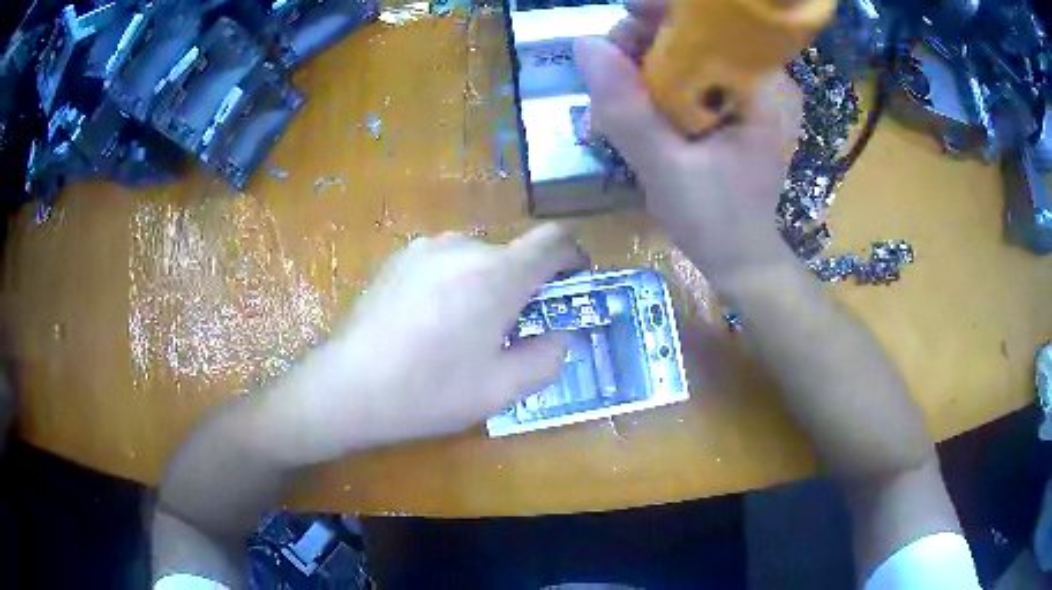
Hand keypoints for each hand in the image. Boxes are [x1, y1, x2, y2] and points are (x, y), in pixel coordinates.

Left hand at [276, 224, 585, 461]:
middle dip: (524, 286)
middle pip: (513, 254)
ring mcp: (425, 248)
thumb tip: (559, 335)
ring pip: (477, 259)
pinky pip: (444, 262)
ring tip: (464, 330)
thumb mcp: (502, 389)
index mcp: (497, 274)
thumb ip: (548, 359)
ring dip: (486, 285)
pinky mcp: (398, 258)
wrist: (348, 386)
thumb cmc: (429, 391)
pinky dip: (454, 283)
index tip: (573, 282)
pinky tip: (429, 323)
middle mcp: (463, 246)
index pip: (553, 240)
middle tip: (511, 331)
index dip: (573, 256)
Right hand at [574, 0, 802, 285]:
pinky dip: (657, 82)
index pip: (714, 22)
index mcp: (764, 88)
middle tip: (610, 77)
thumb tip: (583, 44)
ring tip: (616, 102)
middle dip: (646, 43)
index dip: (664, 11)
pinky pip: (690, 73)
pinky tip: (637, 107)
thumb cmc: (715, 220)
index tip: (623, 19)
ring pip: (688, 50)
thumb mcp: (665, 168)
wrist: (740, 257)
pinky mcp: (734, 104)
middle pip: (696, 31)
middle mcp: (763, 79)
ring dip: (644, 64)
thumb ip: (626, 109)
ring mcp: (749, 90)